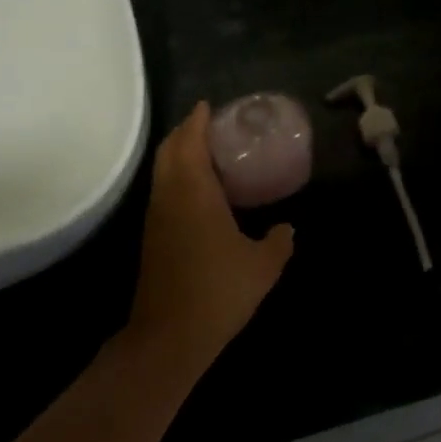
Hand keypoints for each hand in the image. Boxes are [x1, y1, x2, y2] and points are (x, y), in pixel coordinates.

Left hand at [124, 103, 295, 367]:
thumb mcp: (263, 266)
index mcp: (194, 193)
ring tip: (206, 151)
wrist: (169, 335)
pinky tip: (198, 190)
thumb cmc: (219, 292)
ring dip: (178, 154)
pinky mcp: (153, 236)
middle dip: (185, 131)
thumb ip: (279, 241)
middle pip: (169, 150)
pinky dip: (176, 176)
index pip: (189, 142)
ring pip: (162, 171)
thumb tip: (288, 227)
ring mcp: (156, 217)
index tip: (208, 105)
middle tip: (210, 125)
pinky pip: (163, 191)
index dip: (196, 120)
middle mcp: (169, 197)